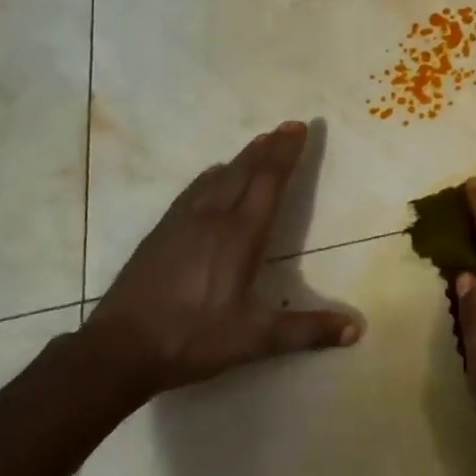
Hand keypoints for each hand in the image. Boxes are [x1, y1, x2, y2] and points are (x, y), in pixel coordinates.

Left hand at [86, 122, 359, 396]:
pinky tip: (212, 176)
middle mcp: (213, 216)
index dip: (286, 153)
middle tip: (287, 126)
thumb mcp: (254, 340)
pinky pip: (194, 188)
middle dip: (269, 147)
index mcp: (239, 235)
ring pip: (218, 176)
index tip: (299, 127)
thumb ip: (306, 331)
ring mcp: (182, 221)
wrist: (119, 348)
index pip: (269, 181)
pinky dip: (213, 174)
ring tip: (258, 143)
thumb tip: (357, 329)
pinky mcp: (161, 231)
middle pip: (245, 170)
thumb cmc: (192, 339)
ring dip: (243, 157)